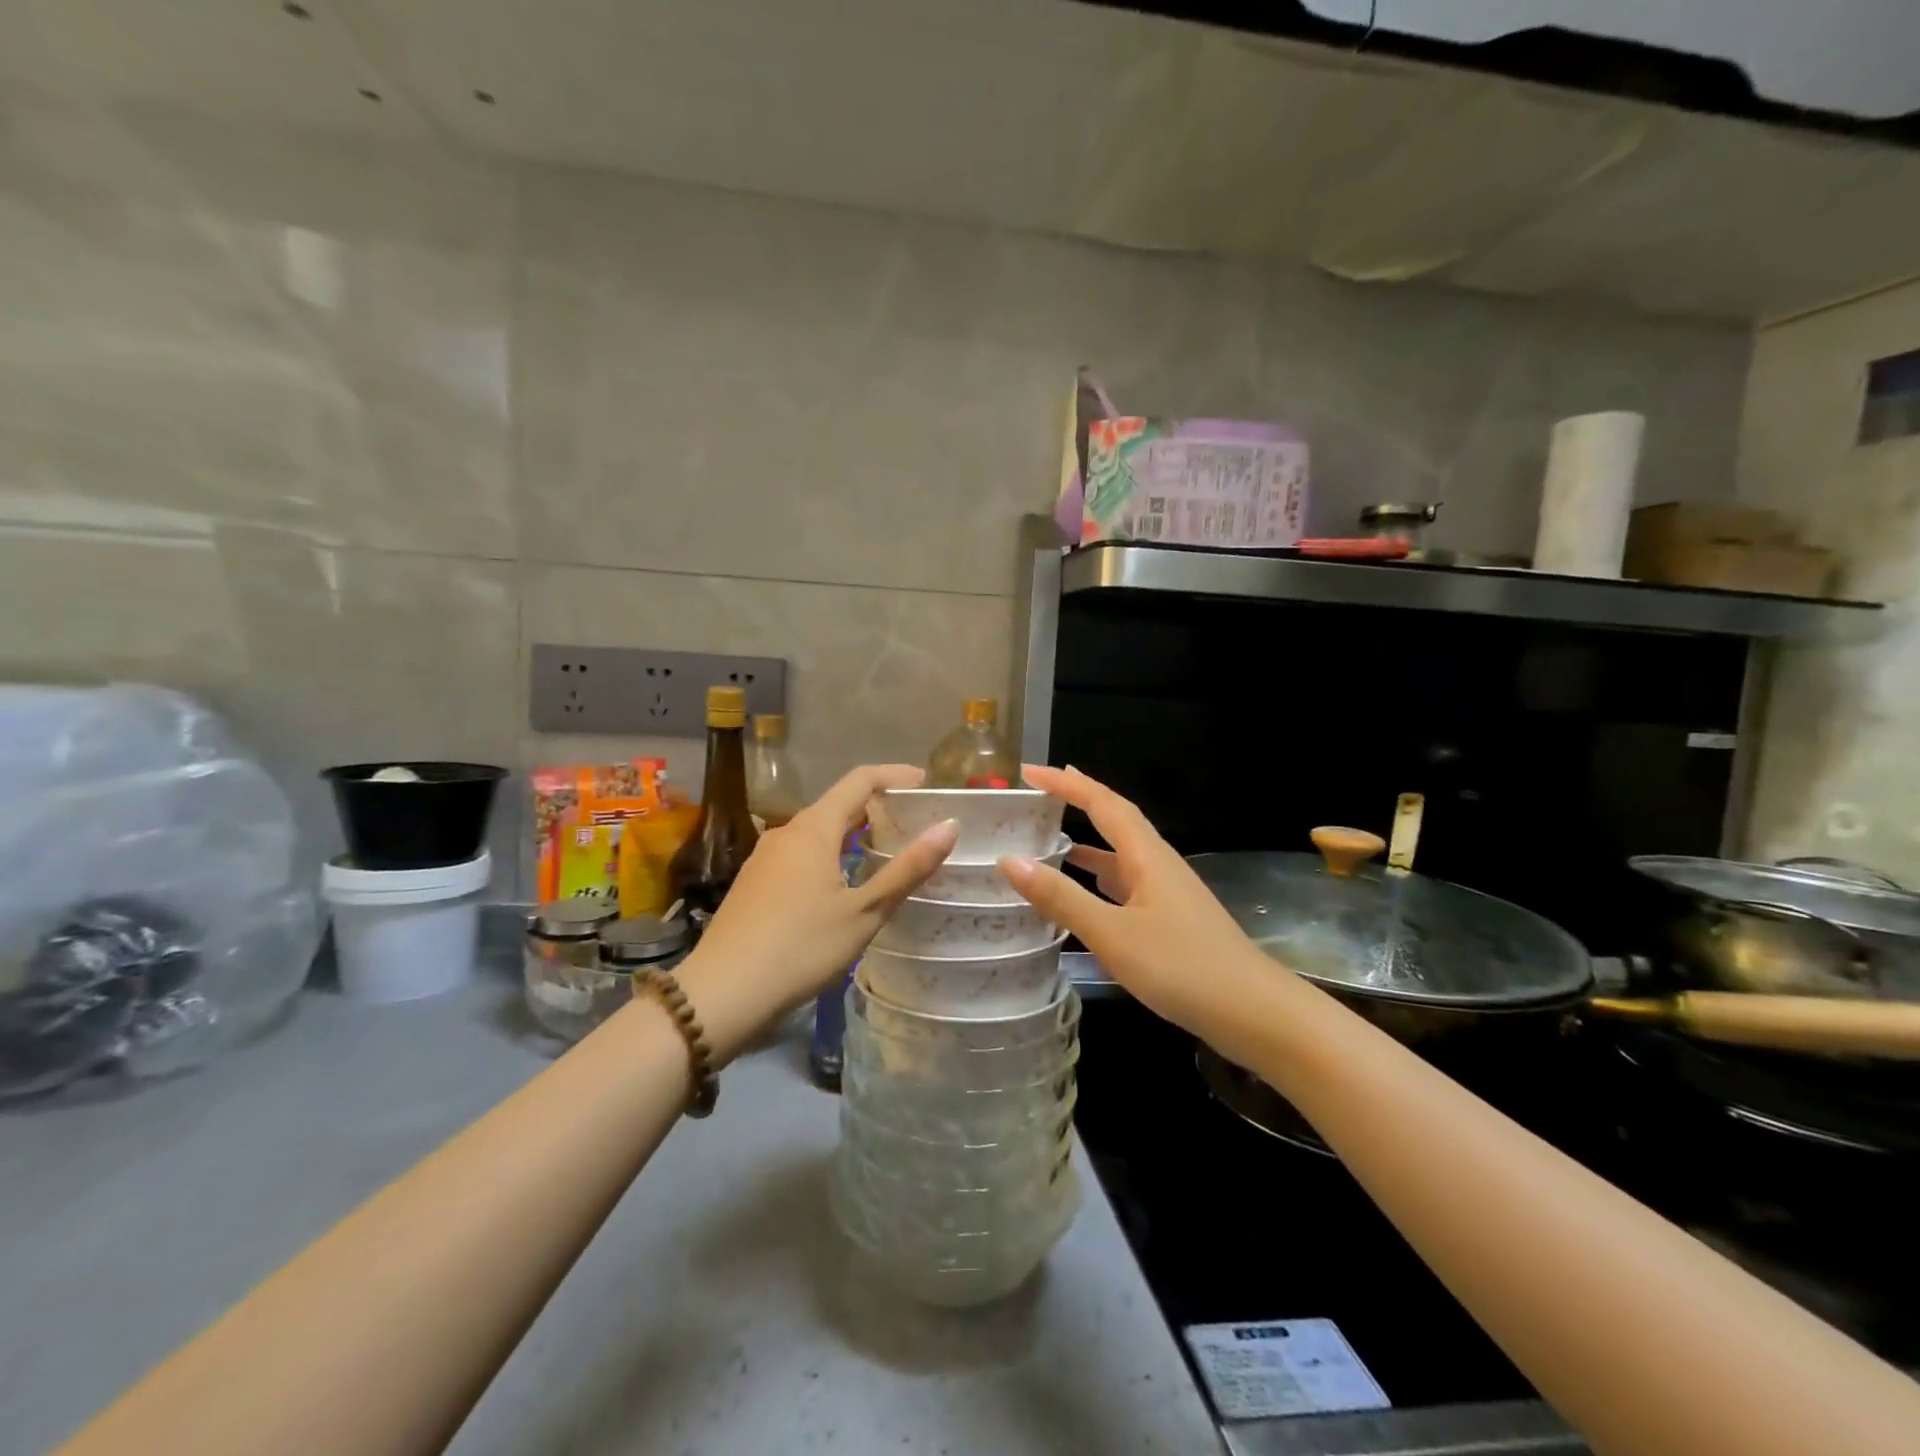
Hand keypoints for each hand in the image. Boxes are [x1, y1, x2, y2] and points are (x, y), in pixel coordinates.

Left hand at [683, 764, 957, 1032]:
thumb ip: (907, 869)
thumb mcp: (864, 912)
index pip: (860, 780)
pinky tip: (844, 881)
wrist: (721, 993)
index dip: (895, 775)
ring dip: (854, 831)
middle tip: (916, 821)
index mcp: (814, 829)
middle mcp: (787, 832)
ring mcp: (765, 857)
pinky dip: (831, 852)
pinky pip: (802, 852)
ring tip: (886, 850)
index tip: (927, 783)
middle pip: (838, 803)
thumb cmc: (801, 947)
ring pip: (818, 830)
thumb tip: (949, 827)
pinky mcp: (755, 882)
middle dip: (878, 806)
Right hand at [998, 765, 1272, 1033]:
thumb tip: (1009, 859)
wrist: (1254, 1013)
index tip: (1030, 772)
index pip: (1102, 803)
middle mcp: (1158, 864)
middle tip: (1041, 791)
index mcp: (1147, 856)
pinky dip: (1099, 877)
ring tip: (1050, 837)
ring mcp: (1167, 892)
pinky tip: (1084, 893)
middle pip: (1115, 819)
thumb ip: (1061, 898)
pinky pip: (1126, 883)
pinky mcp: (1171, 919)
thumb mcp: (1113, 933)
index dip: (1066, 784)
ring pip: (1120, 853)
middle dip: (1078, 800)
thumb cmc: (1183, 967)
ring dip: (1087, 840)